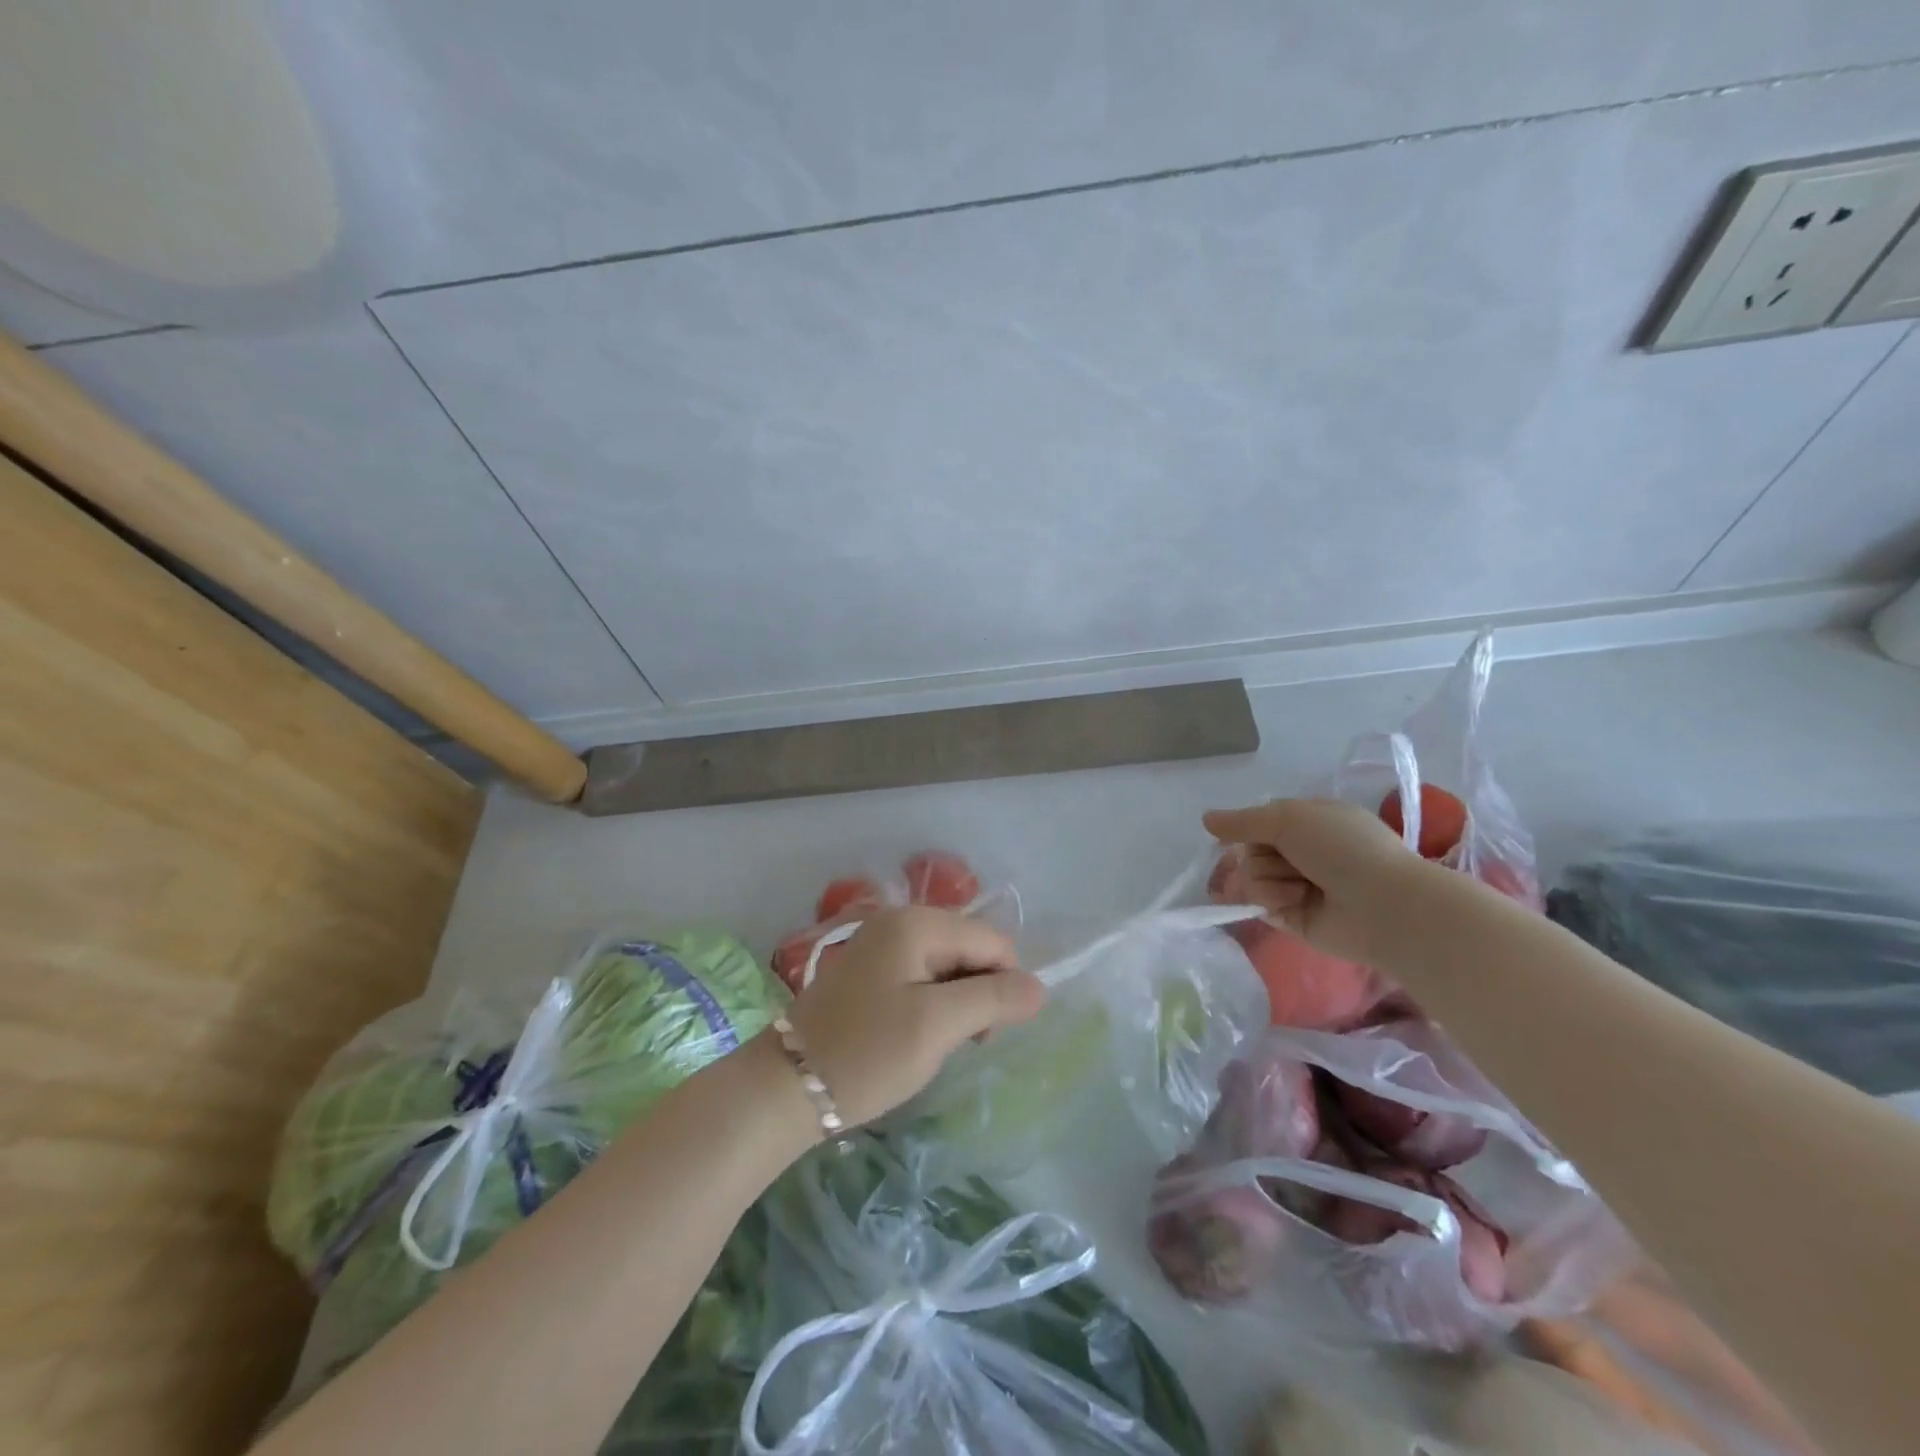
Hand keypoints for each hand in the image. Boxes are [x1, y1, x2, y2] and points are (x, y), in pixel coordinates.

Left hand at [785, 906, 1042, 1127]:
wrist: (786, 1086)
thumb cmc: (867, 1053)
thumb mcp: (937, 1026)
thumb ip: (993, 999)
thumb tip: (1039, 987)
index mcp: (917, 923)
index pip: (993, 941)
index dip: (1001, 985)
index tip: (982, 1034)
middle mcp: (899, 920)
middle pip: (970, 948)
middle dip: (977, 993)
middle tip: (958, 1041)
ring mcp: (880, 942)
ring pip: (947, 964)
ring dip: (955, 1002)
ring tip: (933, 1042)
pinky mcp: (868, 968)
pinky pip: (920, 975)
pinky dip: (930, 1003)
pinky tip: (913, 1034)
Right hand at [1203, 798, 1423, 962]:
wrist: (1383, 905)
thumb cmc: (1342, 848)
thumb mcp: (1288, 818)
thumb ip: (1243, 821)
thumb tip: (1206, 819)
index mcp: (1312, 821)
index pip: (1262, 821)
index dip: (1249, 827)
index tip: (1242, 832)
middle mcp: (1305, 852)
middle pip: (1252, 849)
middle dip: (1261, 855)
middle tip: (1286, 859)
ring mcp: (1300, 886)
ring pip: (1252, 876)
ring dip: (1269, 878)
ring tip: (1299, 886)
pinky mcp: (1294, 918)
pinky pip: (1261, 904)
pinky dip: (1272, 900)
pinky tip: (1293, 903)